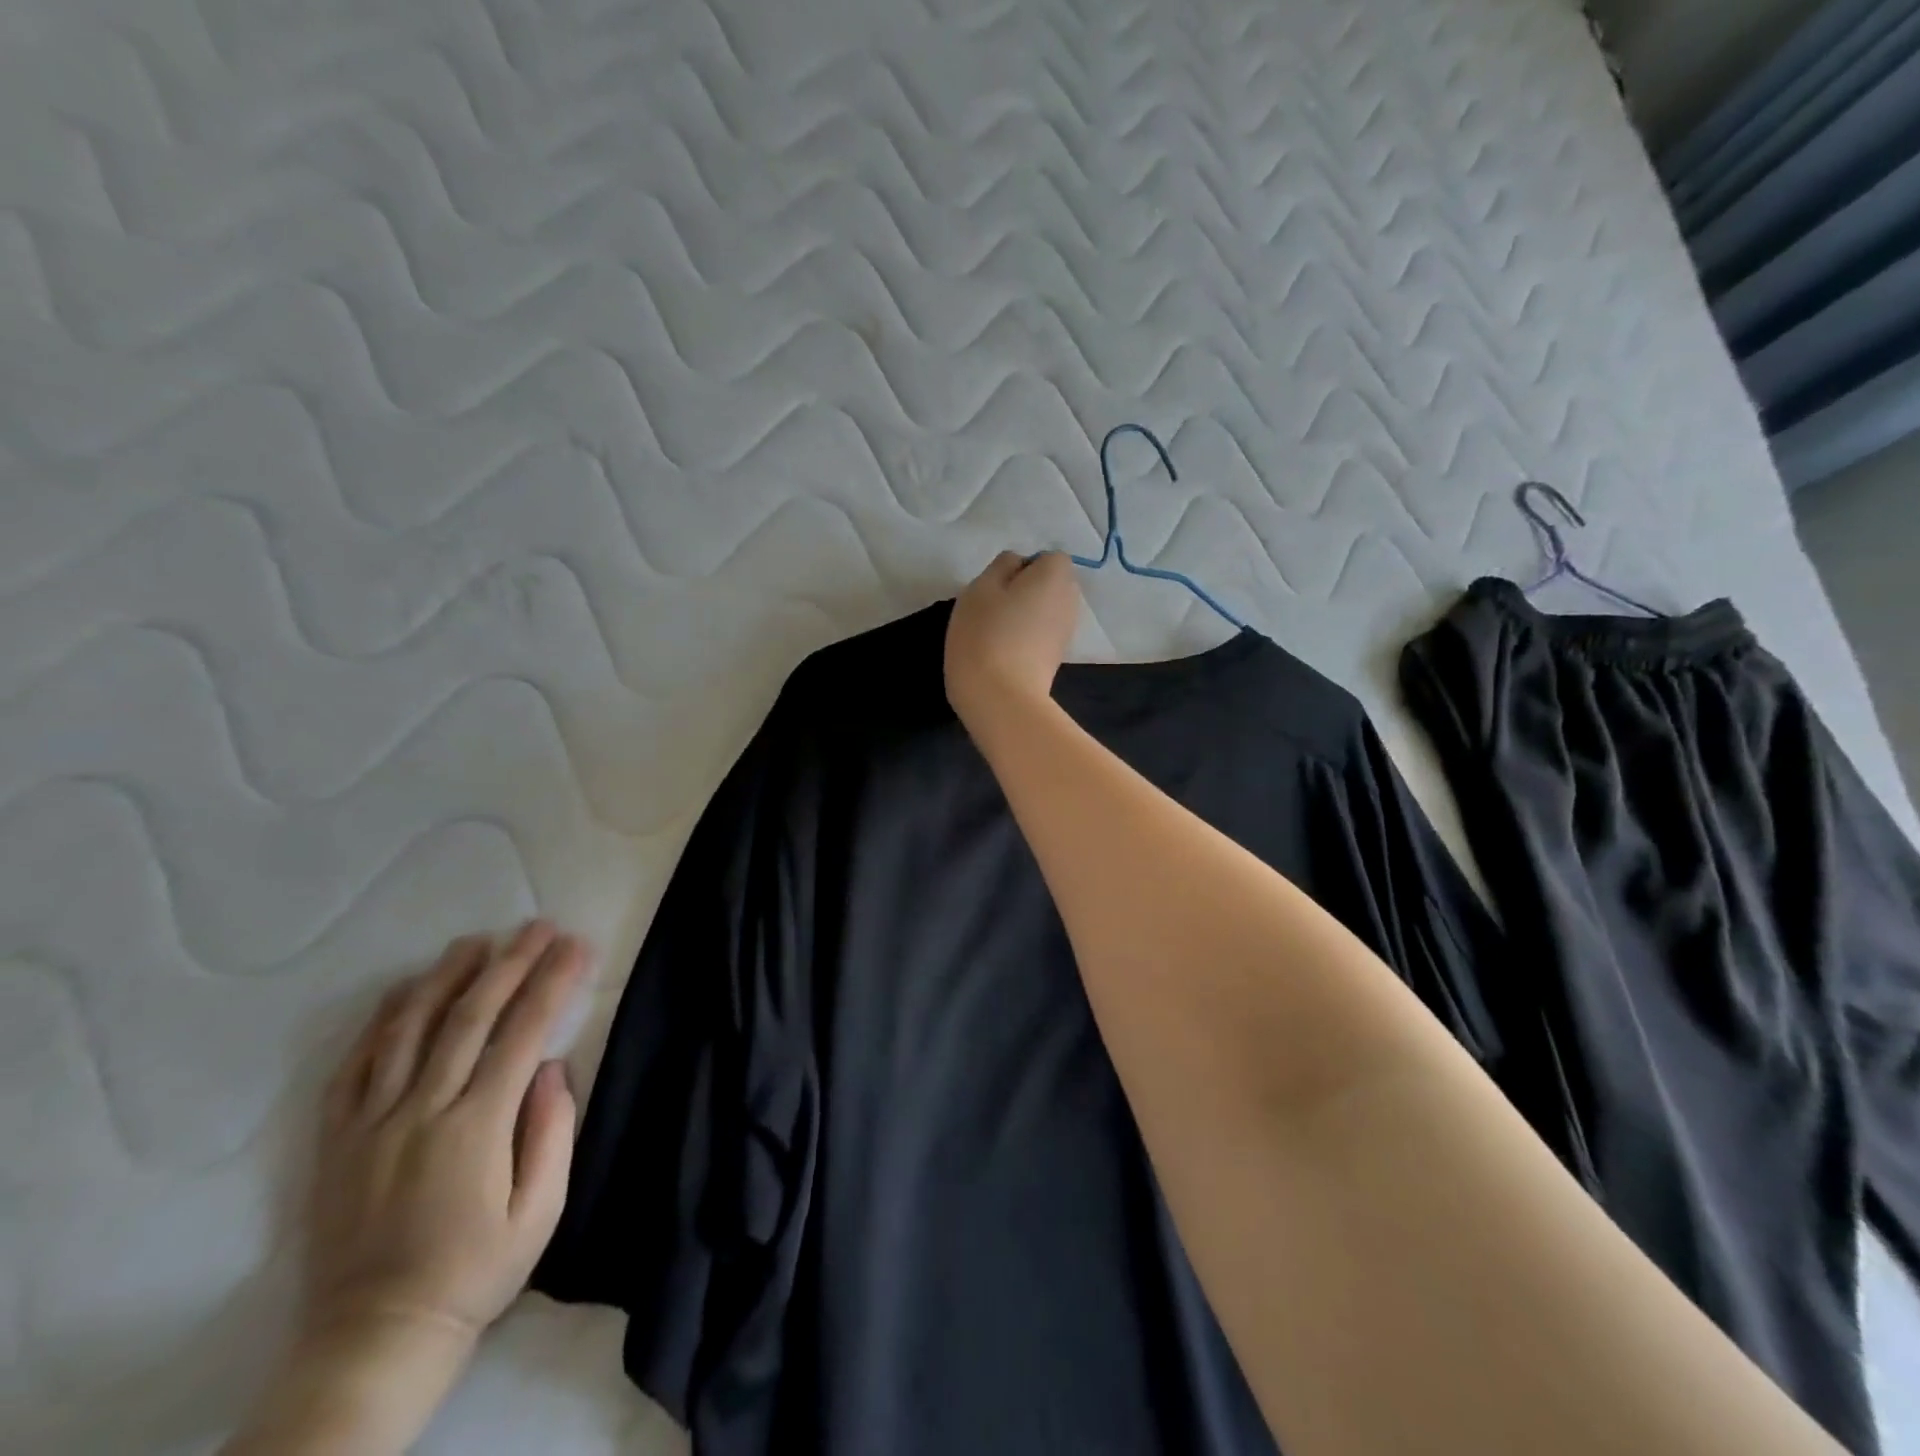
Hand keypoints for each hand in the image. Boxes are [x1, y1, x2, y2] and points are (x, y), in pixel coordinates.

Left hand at [308, 921, 585, 1343]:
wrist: (375, 1336)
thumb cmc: (475, 1270)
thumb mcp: (539, 1212)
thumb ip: (552, 1133)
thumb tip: (553, 1067)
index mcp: (476, 1127)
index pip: (522, 1033)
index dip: (552, 982)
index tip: (576, 945)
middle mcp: (421, 1111)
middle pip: (469, 1017)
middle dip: (509, 963)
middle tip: (537, 926)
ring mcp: (371, 1122)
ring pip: (408, 1030)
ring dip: (446, 977)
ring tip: (476, 941)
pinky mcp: (337, 1139)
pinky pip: (355, 1066)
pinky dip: (380, 1021)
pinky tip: (403, 991)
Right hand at [945, 551, 1081, 725]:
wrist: (1001, 698)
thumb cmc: (985, 634)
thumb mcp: (981, 587)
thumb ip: (1002, 566)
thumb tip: (1017, 564)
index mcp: (1056, 576)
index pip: (1048, 557)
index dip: (1023, 567)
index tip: (998, 587)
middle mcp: (1071, 600)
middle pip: (1050, 584)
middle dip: (1025, 590)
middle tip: (993, 608)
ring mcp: (1066, 632)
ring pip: (1045, 611)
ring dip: (1025, 615)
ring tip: (995, 633)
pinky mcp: (1057, 658)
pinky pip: (1042, 635)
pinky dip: (1026, 638)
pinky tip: (1004, 653)